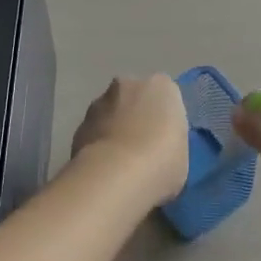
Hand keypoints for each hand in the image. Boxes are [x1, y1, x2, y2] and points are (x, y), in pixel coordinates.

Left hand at [71, 74, 189, 201]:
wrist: (115, 176)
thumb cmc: (162, 162)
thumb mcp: (182, 154)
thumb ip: (170, 141)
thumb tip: (158, 147)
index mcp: (162, 86)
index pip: (165, 96)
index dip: (164, 118)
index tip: (164, 140)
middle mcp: (128, 84)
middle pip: (134, 98)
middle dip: (136, 116)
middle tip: (142, 148)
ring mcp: (99, 102)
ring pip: (110, 113)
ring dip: (114, 129)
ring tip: (120, 162)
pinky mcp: (79, 124)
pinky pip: (94, 132)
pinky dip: (98, 144)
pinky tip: (103, 169)